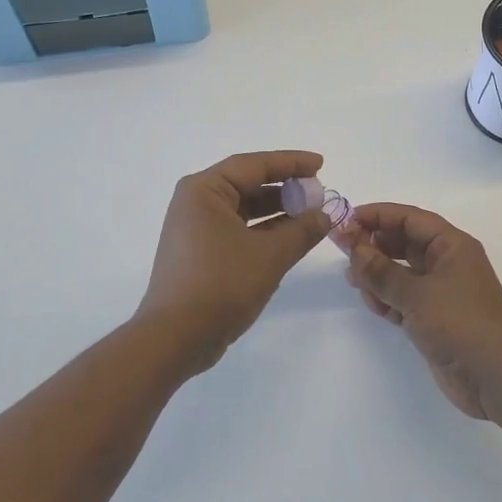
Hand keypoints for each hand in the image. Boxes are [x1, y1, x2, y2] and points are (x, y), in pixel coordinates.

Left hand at [136, 151, 333, 372]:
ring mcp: (195, 229)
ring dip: (277, 212)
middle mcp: (195, 203)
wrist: (175, 338)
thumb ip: (302, 230)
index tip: (320, 164)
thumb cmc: (221, 284)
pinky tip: (290, 238)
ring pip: (243, 210)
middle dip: (285, 188)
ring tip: (311, 215)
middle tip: (318, 192)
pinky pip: (237, 231)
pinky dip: (263, 232)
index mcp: (204, 190)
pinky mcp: (200, 253)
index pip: (254, 165)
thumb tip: (325, 213)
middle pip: (247, 184)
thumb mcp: (270, 255)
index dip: (291, 163)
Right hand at [340, 203, 501, 420]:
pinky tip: (368, 300)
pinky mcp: (433, 318)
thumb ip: (382, 272)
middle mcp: (446, 263)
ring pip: (401, 272)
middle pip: (404, 243)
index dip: (379, 215)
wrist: (496, 377)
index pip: (410, 218)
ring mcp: (440, 292)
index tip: (347, 220)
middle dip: (374, 244)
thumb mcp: (417, 294)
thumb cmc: (461, 324)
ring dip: (377, 273)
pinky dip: (385, 298)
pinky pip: (403, 298)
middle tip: (342, 249)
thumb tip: (355, 251)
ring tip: (352, 279)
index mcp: (452, 246)